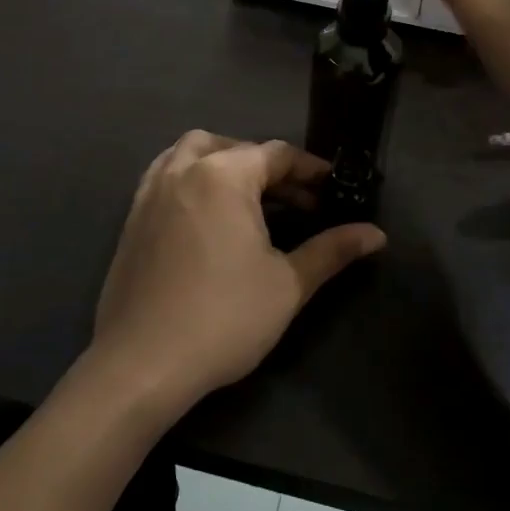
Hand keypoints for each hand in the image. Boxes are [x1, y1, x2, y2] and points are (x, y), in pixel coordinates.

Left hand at [88, 133, 384, 421]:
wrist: (142, 363)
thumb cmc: (224, 318)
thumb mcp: (288, 284)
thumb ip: (332, 250)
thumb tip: (377, 234)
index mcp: (224, 176)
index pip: (277, 154)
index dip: (310, 169)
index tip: (334, 189)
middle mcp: (184, 170)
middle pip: (234, 147)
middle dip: (268, 166)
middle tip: (295, 200)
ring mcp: (151, 192)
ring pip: (190, 152)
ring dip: (224, 162)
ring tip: (248, 197)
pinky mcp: (132, 217)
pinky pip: (165, 175)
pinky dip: (191, 177)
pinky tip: (205, 214)